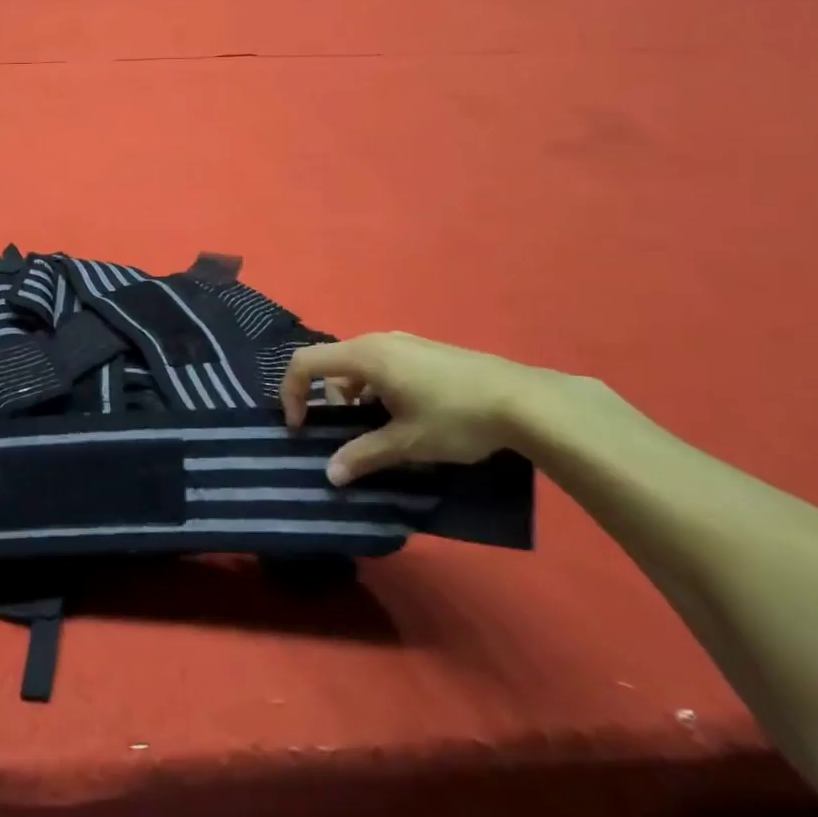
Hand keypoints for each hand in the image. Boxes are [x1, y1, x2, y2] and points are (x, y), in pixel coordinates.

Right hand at [281, 332, 553, 482]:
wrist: (526, 401)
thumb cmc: (455, 417)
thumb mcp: (406, 443)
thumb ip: (363, 456)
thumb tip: (331, 475)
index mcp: (366, 356)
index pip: (306, 362)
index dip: (291, 393)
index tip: (300, 428)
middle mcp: (380, 341)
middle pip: (334, 366)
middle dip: (330, 403)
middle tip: (350, 438)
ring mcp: (407, 344)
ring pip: (362, 369)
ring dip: (359, 400)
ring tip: (384, 434)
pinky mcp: (427, 353)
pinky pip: (386, 368)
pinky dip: (381, 392)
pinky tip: (411, 419)